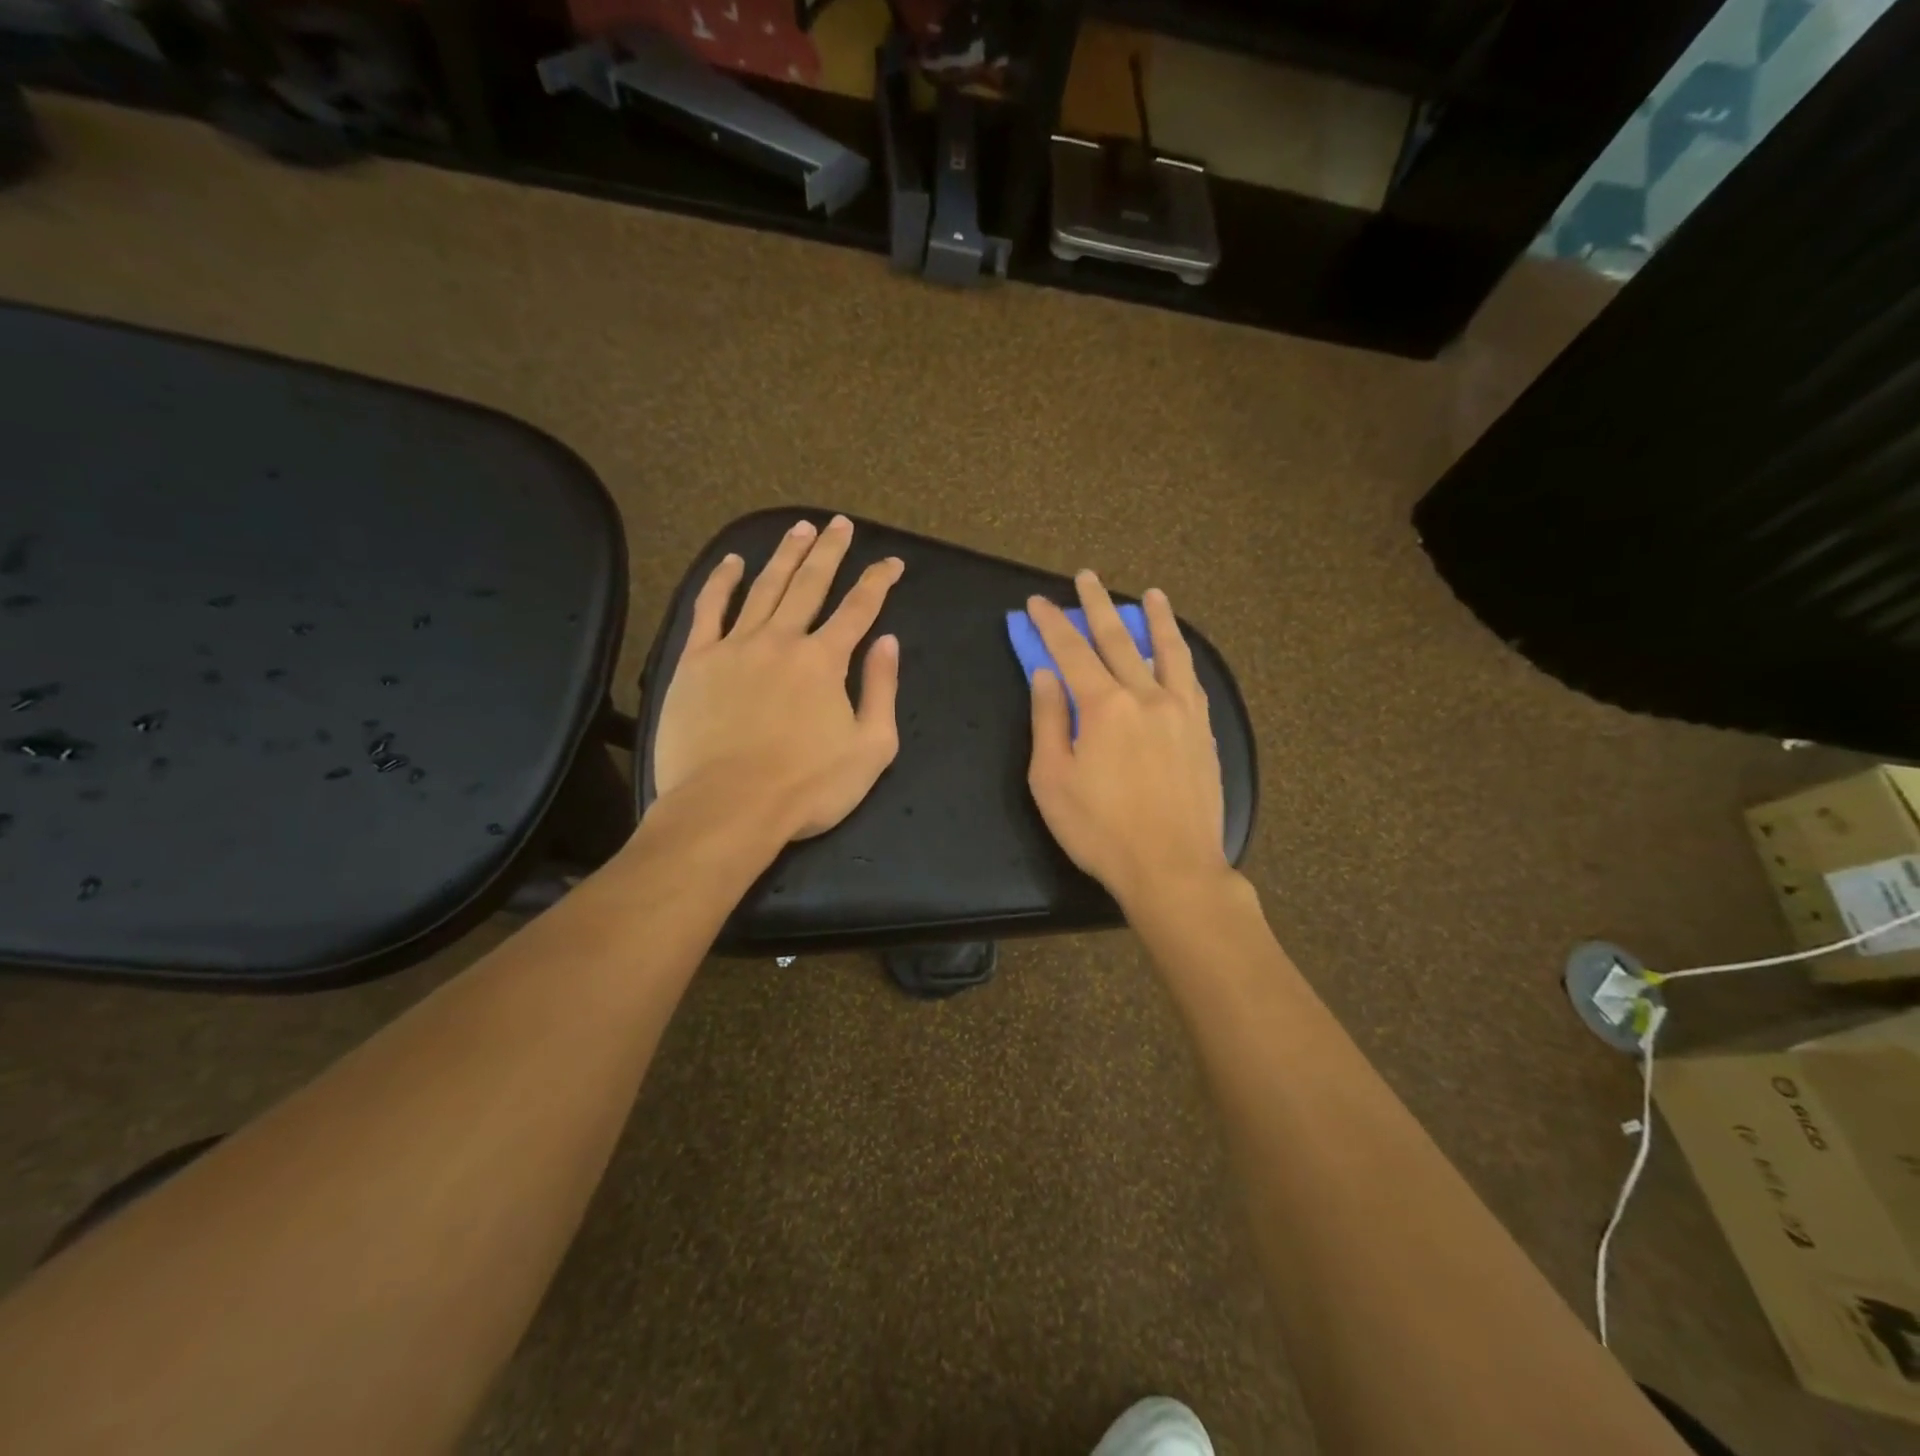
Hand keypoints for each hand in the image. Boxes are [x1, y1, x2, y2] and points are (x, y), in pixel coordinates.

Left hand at [653, 515, 903, 840]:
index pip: (859, 609)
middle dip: (829, 552)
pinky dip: (721, 582)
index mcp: (825, 661)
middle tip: (840, 524)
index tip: (891, 562)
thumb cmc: (807, 787)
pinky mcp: (697, 661)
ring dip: (784, 556)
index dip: (878, 582)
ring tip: (799, 529)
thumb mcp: (871, 748)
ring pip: (764, 587)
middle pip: (810, 584)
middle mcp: (782, 640)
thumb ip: (881, 690)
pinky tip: (731, 562)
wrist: (729, 808)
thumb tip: (888, 642)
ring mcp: (735, 646)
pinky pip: (709, 610)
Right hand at [1025, 572, 1228, 911]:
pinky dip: (1181, 657)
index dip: (1052, 624)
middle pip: (1118, 639)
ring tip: (1151, 594)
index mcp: (1104, 706)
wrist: (1173, 868)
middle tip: (1087, 576)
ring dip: (1155, 619)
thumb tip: (1045, 674)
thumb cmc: (1100, 830)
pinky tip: (1179, 652)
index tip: (1038, 602)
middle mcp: (1146, 696)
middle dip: (1098, 605)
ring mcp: (1181, 711)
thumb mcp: (1052, 779)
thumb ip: (1047, 720)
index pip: (1071, 652)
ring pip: (1168, 651)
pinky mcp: (1203, 732)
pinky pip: (1191, 681)